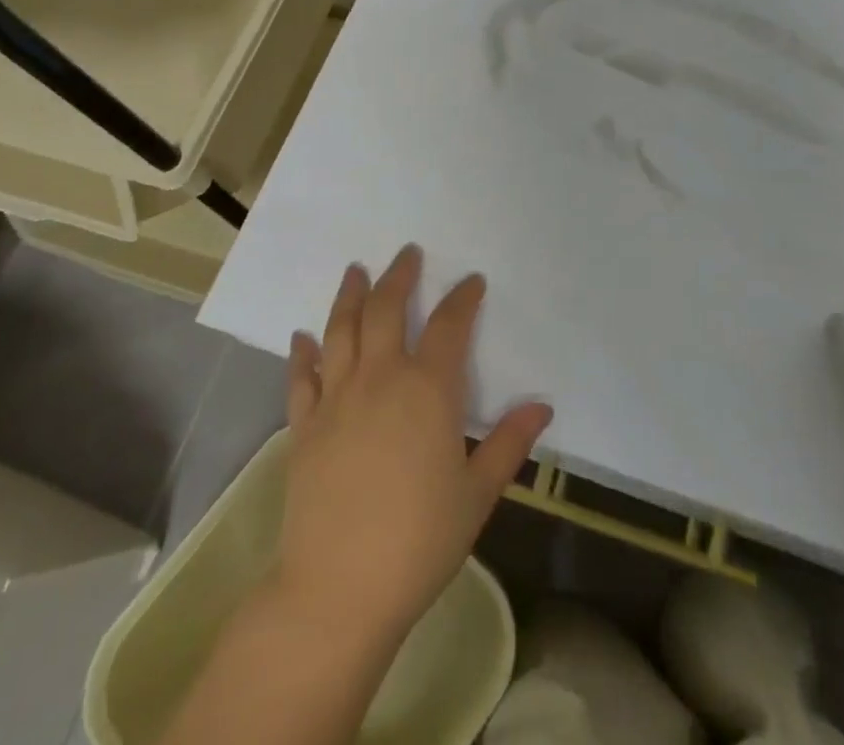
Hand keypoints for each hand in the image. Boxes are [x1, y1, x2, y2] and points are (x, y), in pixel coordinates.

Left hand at [278, 243, 553, 646]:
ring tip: (355, 270)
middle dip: (398, 276)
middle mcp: (380, 379)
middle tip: (407, 253)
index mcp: (428, 390)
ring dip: (349, 295)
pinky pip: (301, 377)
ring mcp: (337, 399)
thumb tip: (541, 406)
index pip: (449, 326)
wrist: (339, 589)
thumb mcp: (477, 495)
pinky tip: (302, 335)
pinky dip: (302, 352)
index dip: (462, 298)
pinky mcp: (304, 426)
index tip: (471, 281)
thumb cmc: (420, 541)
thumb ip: (509, 445)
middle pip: (385, 310)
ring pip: (340, 330)